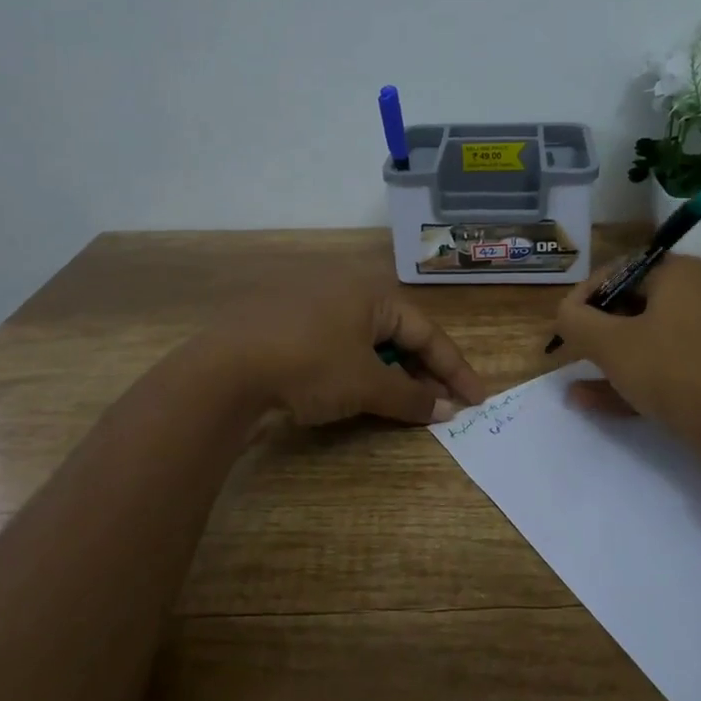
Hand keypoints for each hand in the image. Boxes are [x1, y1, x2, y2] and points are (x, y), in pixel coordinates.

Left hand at [214, 277, 487, 426]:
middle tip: (445, 406)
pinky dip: (361, 372)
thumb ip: (411, 397)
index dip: (455, 368)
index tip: (478, 400)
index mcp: (371, 292)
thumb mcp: (366, 384)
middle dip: (425, 372)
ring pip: (369, 343)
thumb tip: (448, 409)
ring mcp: (313, 308)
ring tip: (410, 406)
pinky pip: (341, 348)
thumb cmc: (308, 365)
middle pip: (399, 334)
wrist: (223, 372)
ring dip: (394, 375)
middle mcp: (345, 291)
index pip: (426, 331)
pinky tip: (364, 395)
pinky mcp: (288, 329)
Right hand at [553, 253, 700, 465]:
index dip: (582, 298)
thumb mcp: (612, 345)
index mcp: (678, 273)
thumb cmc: (677, 371)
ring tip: (576, 386)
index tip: (563, 326)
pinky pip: (669, 365)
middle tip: (572, 355)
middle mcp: (699, 294)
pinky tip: (598, 402)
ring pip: (649, 340)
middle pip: (633, 306)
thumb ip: (576, 323)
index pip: (616, 272)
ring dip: (611, 361)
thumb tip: (565, 313)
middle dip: (596, 334)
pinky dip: (637, 378)